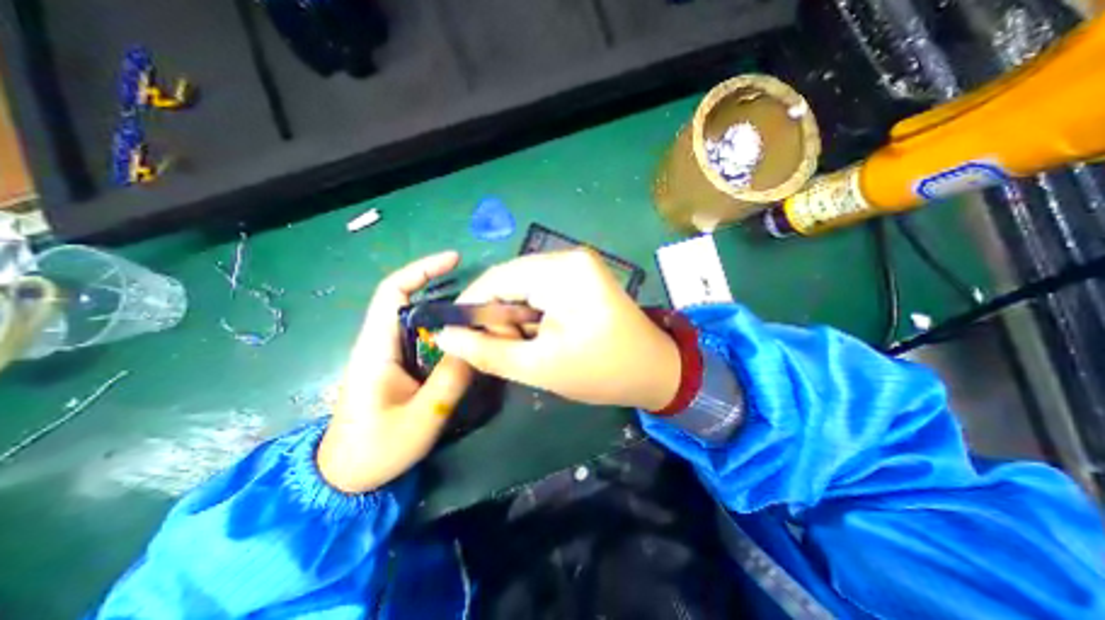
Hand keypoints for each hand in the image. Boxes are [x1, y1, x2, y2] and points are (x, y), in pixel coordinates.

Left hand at [321, 249, 473, 494]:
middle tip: (482, 295)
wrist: (345, 477)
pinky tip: (465, 339)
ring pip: (420, 319)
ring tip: (480, 314)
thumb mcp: (422, 416)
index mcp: (376, 347)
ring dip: (448, 311)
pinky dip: (445, 331)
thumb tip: (476, 344)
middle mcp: (380, 342)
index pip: (393, 291)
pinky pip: (423, 338)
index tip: (455, 260)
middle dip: (445, 289)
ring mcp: (387, 353)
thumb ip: (451, 379)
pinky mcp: (396, 365)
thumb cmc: (376, 449)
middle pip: (410, 299)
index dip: (422, 269)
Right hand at [435, 248, 682, 411]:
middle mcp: (569, 258)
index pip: (496, 278)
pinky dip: (532, 315)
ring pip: (524, 288)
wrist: (655, 371)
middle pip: (510, 281)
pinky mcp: (581, 279)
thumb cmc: (602, 372)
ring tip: (529, 348)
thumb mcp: (538, 367)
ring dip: (516, 318)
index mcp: (562, 271)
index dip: (471, 306)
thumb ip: (486, 351)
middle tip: (506, 350)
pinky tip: (542, 337)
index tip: (458, 336)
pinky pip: (541, 292)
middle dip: (498, 317)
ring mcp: (577, 267)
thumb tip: (444, 336)